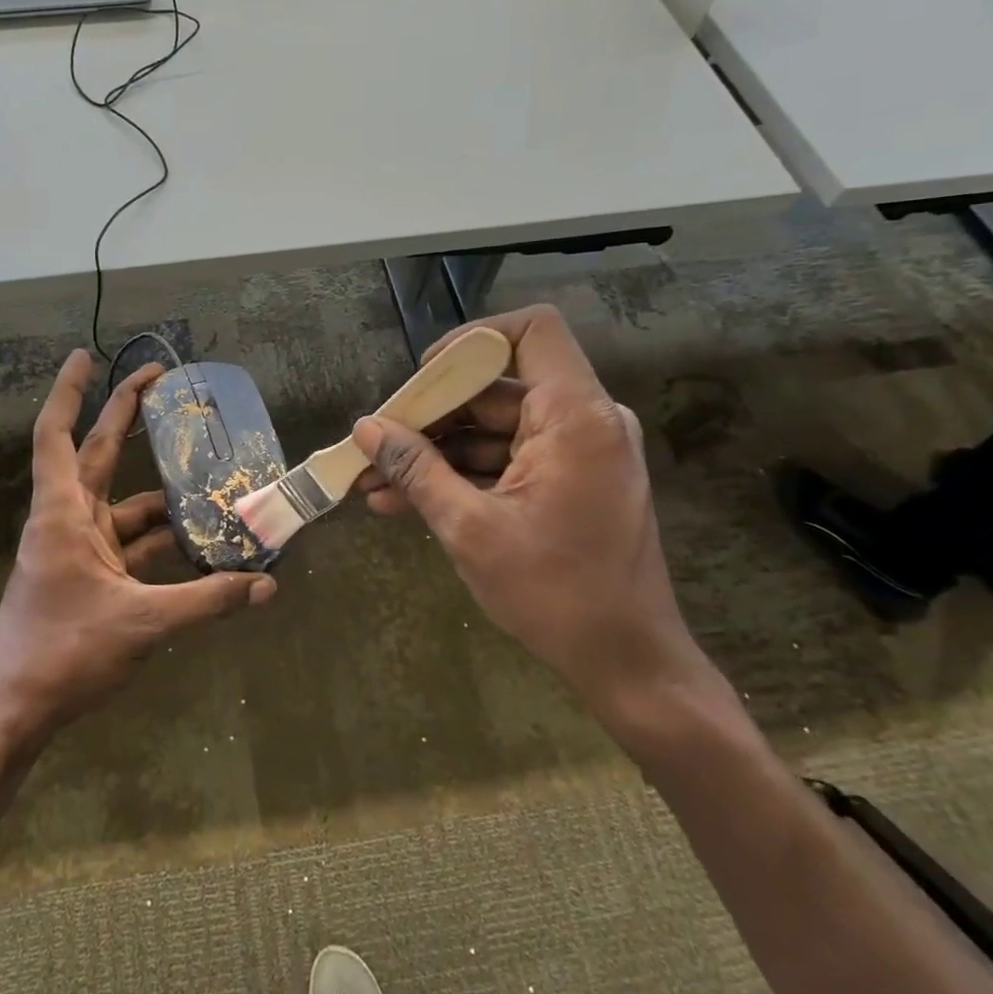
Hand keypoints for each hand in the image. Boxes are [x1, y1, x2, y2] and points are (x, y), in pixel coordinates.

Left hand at [0, 350, 275, 739]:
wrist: (22, 709)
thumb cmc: (65, 652)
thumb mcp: (143, 623)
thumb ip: (209, 601)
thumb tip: (267, 586)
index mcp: (63, 515)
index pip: (56, 436)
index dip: (68, 391)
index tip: (86, 355)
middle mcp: (68, 520)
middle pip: (97, 453)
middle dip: (127, 416)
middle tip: (162, 382)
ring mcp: (80, 548)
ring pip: (125, 505)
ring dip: (164, 495)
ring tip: (213, 481)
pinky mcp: (93, 575)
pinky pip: (133, 545)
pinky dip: (164, 541)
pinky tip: (203, 545)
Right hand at [352, 306, 713, 729]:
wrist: (626, 662)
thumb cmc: (553, 593)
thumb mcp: (469, 528)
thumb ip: (416, 469)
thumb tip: (366, 429)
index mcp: (576, 417)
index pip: (531, 331)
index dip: (471, 341)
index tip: (423, 377)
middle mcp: (584, 421)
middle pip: (497, 387)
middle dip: (431, 414)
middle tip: (376, 442)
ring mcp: (577, 452)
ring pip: (494, 429)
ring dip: (436, 453)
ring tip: (375, 481)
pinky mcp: (568, 481)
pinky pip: (507, 459)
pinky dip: (462, 474)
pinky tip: (404, 500)